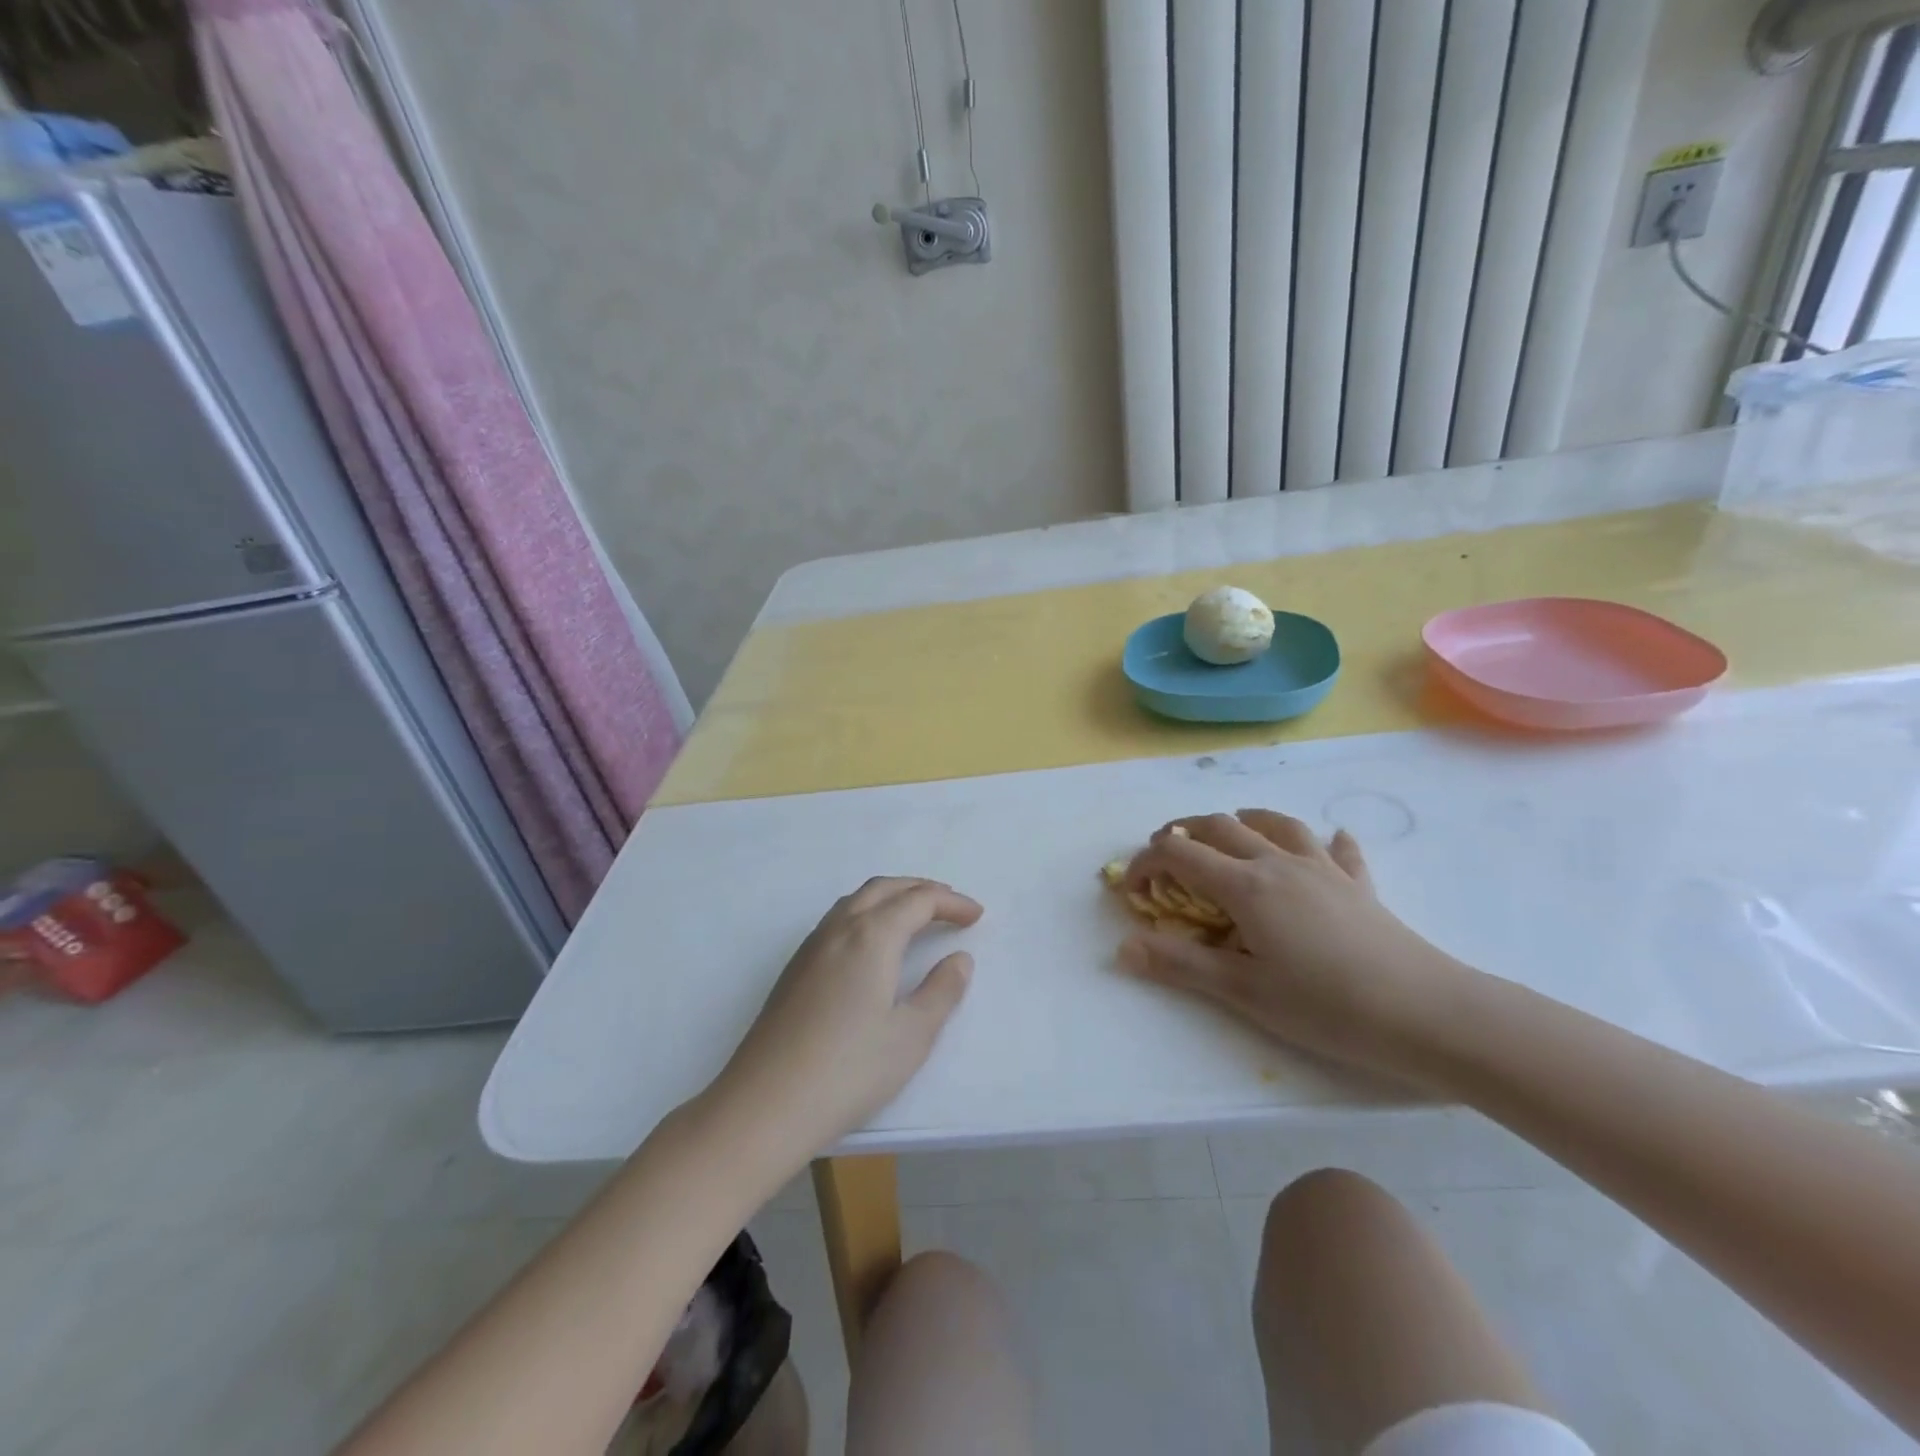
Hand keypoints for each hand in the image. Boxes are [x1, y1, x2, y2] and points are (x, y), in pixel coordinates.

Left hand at [710, 878, 981, 1162]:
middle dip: (921, 889)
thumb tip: (959, 959)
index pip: (918, 900)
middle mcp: (839, 928)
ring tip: (916, 917)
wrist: (765, 1104)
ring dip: (891, 897)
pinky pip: (838, 919)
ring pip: (856, 900)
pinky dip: (866, 913)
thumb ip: (941, 992)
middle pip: (885, 888)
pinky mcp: (794, 968)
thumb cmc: (849, 1070)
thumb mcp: (911, 1036)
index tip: (976, 915)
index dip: (951, 902)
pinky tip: (871, 944)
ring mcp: (811, 947)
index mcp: (872, 936)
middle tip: (951, 906)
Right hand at [1120, 812, 1471, 1080]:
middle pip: (1220, 827)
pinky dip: (1324, 841)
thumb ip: (1180, 965)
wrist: (1427, 1013)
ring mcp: (1323, 869)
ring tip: (1230, 834)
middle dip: (1183, 833)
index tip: (1133, 890)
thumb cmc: (1326, 1005)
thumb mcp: (1243, 991)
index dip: (1146, 863)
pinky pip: (1339, 850)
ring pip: (1275, 824)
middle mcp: (1278, 863)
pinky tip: (1330, 841)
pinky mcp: (1359, 885)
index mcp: (1246, 886)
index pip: (1179, 854)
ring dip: (1243, 822)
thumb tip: (1123, 947)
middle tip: (1166, 858)